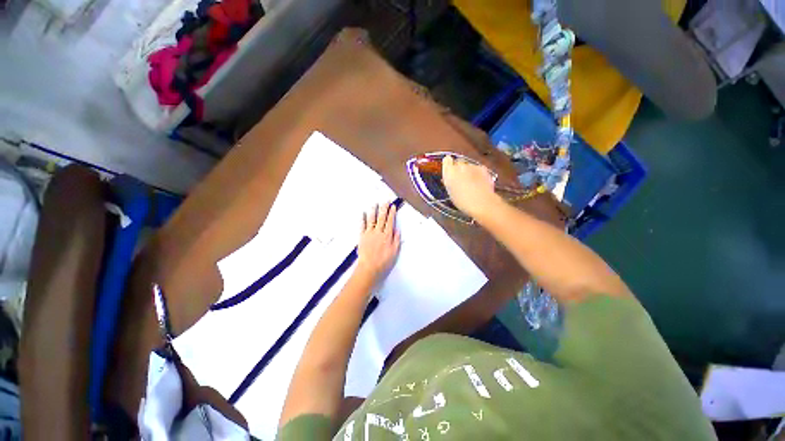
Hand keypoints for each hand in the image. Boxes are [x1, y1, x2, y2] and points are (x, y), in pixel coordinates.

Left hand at [356, 203, 400, 283]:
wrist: (369, 268)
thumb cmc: (384, 262)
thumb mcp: (395, 252)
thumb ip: (396, 240)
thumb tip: (397, 229)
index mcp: (387, 235)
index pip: (390, 221)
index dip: (392, 213)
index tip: (392, 206)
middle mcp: (379, 232)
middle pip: (382, 218)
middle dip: (384, 208)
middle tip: (385, 201)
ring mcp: (369, 233)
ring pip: (372, 219)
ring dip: (374, 211)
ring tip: (375, 204)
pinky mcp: (362, 236)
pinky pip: (362, 225)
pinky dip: (362, 219)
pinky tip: (363, 213)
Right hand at [442, 155, 499, 218]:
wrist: (481, 202)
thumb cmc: (462, 201)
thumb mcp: (450, 192)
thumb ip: (449, 181)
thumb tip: (451, 178)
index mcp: (449, 172)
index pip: (447, 160)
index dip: (448, 164)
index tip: (450, 171)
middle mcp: (460, 165)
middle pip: (458, 162)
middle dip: (459, 168)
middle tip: (461, 179)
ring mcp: (472, 166)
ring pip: (469, 165)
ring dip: (469, 171)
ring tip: (472, 184)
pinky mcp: (483, 168)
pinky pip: (478, 168)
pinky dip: (478, 173)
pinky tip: (480, 183)